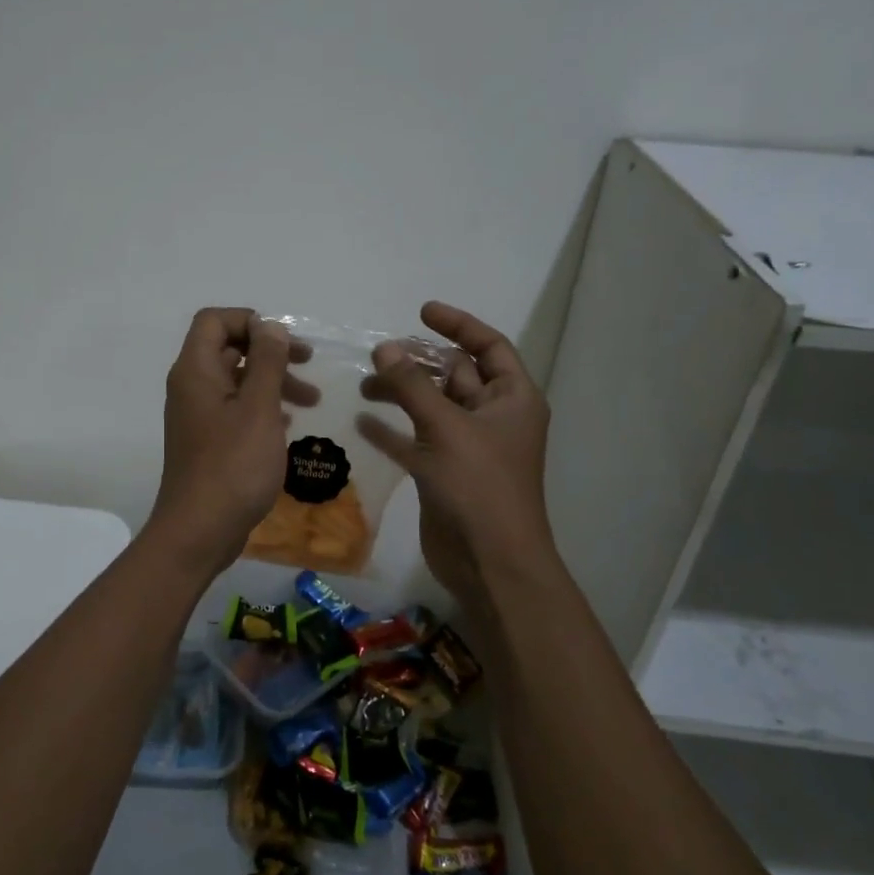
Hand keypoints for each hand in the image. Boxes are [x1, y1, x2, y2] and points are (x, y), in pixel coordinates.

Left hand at [147, 308, 312, 573]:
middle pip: (228, 348)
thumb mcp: (258, 409)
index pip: (215, 320)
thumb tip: (271, 326)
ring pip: (236, 382)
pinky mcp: (207, 442)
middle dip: (270, 353)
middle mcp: (191, 387)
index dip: (250, 321)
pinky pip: (235, 410)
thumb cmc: (232, 466)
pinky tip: (287, 425)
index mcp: (195, 371)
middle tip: (308, 364)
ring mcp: (197, 416)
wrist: (199, 531)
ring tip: (311, 401)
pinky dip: (262, 408)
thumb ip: (267, 362)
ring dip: (272, 382)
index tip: (284, 342)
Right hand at [357, 302, 553, 607]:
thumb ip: (412, 386)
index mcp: (512, 399)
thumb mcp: (445, 427)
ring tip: (363, 386)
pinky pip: (415, 441)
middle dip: (418, 363)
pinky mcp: (444, 473)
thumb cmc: (479, 486)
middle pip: (454, 375)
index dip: (458, 325)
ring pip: (431, 407)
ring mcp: (467, 447)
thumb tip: (385, 347)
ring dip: (401, 394)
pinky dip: (392, 430)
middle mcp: (492, 418)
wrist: (489, 562)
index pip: (489, 346)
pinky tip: (362, 422)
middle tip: (377, 355)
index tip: (421, 312)